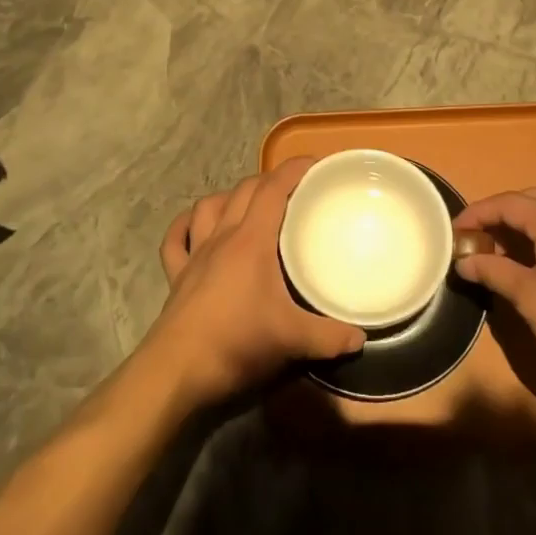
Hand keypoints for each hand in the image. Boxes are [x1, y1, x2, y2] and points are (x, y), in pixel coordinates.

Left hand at [146, 158, 365, 407]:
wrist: (177, 370)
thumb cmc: (236, 342)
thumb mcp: (291, 340)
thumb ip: (329, 337)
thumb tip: (360, 338)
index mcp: (251, 240)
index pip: (273, 189)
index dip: (294, 169)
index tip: (316, 164)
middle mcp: (222, 236)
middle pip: (244, 190)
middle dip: (269, 180)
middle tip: (293, 190)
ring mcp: (195, 254)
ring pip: (208, 207)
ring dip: (229, 197)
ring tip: (247, 203)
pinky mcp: (177, 276)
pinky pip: (175, 241)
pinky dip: (184, 228)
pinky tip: (193, 227)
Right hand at [453, 188, 535, 394]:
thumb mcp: (528, 298)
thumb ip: (493, 271)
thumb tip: (463, 262)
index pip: (509, 203)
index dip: (479, 213)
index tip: (457, 230)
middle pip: (533, 200)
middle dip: (503, 214)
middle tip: (480, 236)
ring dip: (527, 224)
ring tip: (506, 249)